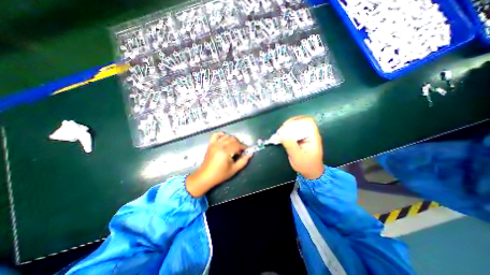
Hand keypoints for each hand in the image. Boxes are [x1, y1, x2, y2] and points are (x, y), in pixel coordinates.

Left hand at [187, 132, 251, 196]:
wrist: (206, 176)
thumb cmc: (220, 174)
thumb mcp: (234, 169)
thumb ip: (243, 161)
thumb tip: (250, 153)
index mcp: (225, 152)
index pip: (237, 145)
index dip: (243, 147)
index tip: (246, 150)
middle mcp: (220, 145)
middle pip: (233, 139)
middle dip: (239, 143)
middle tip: (240, 150)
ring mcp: (214, 144)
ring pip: (226, 136)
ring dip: (232, 139)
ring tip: (234, 146)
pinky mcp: (210, 144)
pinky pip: (216, 135)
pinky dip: (221, 135)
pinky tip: (225, 139)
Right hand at [277, 116, 323, 179]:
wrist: (311, 172)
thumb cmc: (306, 165)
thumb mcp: (297, 156)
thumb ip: (290, 144)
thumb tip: (281, 133)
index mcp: (313, 137)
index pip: (308, 122)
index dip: (297, 120)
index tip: (286, 126)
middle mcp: (310, 134)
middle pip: (301, 122)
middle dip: (290, 124)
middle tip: (281, 131)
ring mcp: (306, 136)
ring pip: (297, 126)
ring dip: (288, 128)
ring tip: (280, 133)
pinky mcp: (301, 139)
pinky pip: (294, 132)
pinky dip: (287, 132)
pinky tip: (282, 136)